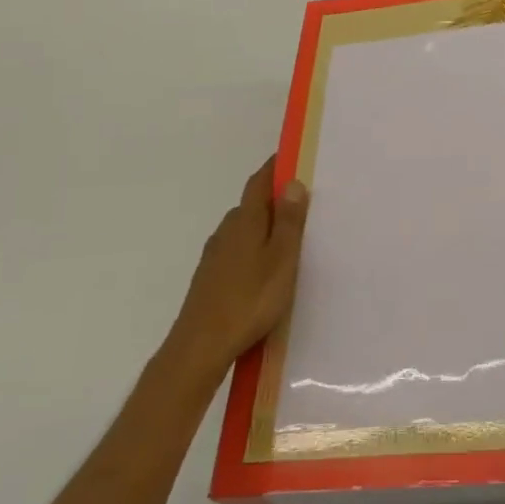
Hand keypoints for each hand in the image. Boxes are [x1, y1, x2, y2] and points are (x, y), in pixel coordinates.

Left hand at [173, 157, 308, 368]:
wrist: (200, 347)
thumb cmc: (250, 299)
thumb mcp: (282, 259)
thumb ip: (289, 221)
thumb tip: (292, 182)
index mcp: (246, 220)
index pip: (259, 182)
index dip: (275, 167)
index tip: (294, 157)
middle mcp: (227, 230)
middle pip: (252, 204)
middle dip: (275, 199)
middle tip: (304, 204)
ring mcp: (215, 255)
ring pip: (244, 229)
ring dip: (265, 226)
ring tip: (290, 239)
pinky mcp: (210, 277)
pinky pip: (237, 250)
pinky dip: (254, 248)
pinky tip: (266, 269)